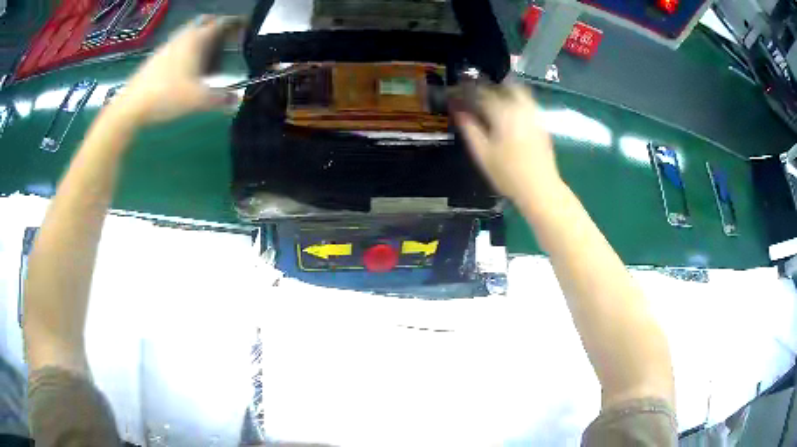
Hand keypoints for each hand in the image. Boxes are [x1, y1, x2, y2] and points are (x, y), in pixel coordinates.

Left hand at [109, 15, 243, 125]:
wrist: (131, 105)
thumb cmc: (167, 95)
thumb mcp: (198, 100)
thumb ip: (220, 99)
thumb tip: (237, 101)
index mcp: (197, 39)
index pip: (222, 22)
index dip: (236, 23)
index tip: (246, 28)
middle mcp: (183, 36)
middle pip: (204, 21)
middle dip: (217, 26)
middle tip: (225, 38)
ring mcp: (168, 45)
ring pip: (190, 32)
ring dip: (201, 37)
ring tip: (207, 54)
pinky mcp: (157, 56)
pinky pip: (178, 44)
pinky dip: (187, 48)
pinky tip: (186, 66)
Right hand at [455, 83, 560, 202]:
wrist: (540, 189)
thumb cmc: (508, 174)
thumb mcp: (482, 154)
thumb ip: (470, 129)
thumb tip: (459, 112)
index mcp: (503, 113)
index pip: (483, 93)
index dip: (468, 90)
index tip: (459, 93)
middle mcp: (520, 108)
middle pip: (504, 87)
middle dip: (490, 87)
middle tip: (478, 95)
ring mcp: (534, 115)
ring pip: (519, 92)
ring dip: (505, 91)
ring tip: (494, 102)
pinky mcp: (542, 124)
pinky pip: (528, 103)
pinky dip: (517, 102)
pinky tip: (510, 115)